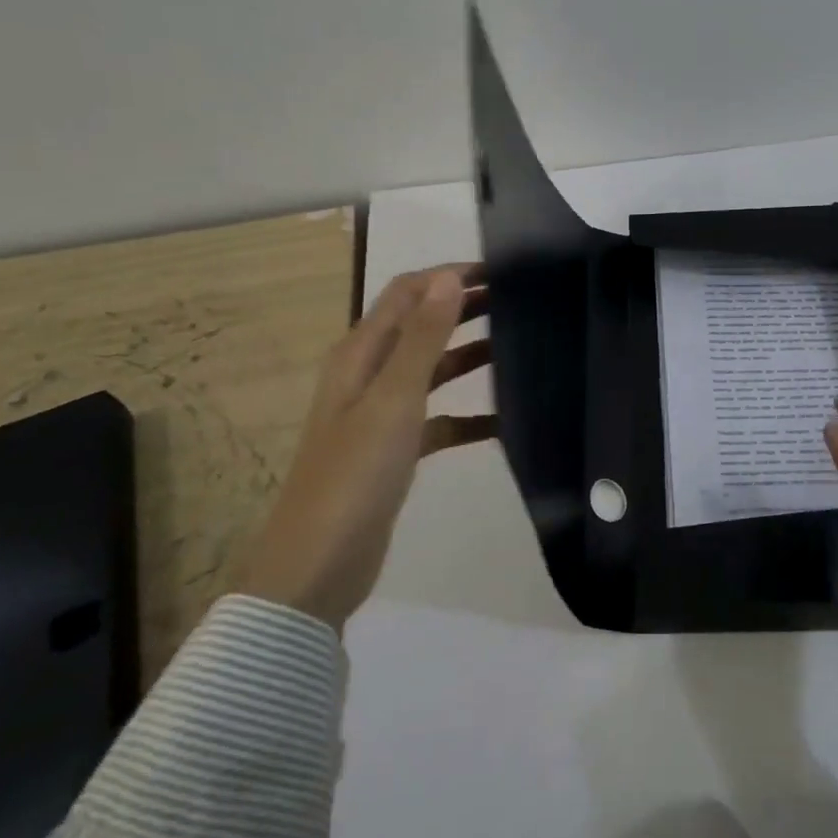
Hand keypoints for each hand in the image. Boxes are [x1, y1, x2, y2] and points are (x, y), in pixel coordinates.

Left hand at [238, 264, 496, 624]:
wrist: (318, 566)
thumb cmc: (354, 474)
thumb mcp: (393, 399)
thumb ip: (423, 338)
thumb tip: (448, 277)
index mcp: (361, 353)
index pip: (407, 293)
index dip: (449, 276)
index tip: (502, 270)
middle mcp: (368, 375)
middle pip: (421, 326)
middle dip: (465, 308)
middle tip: (520, 301)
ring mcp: (381, 414)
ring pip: (432, 369)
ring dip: (470, 354)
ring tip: (519, 345)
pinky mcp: (395, 450)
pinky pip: (440, 418)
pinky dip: (469, 414)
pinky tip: (505, 420)